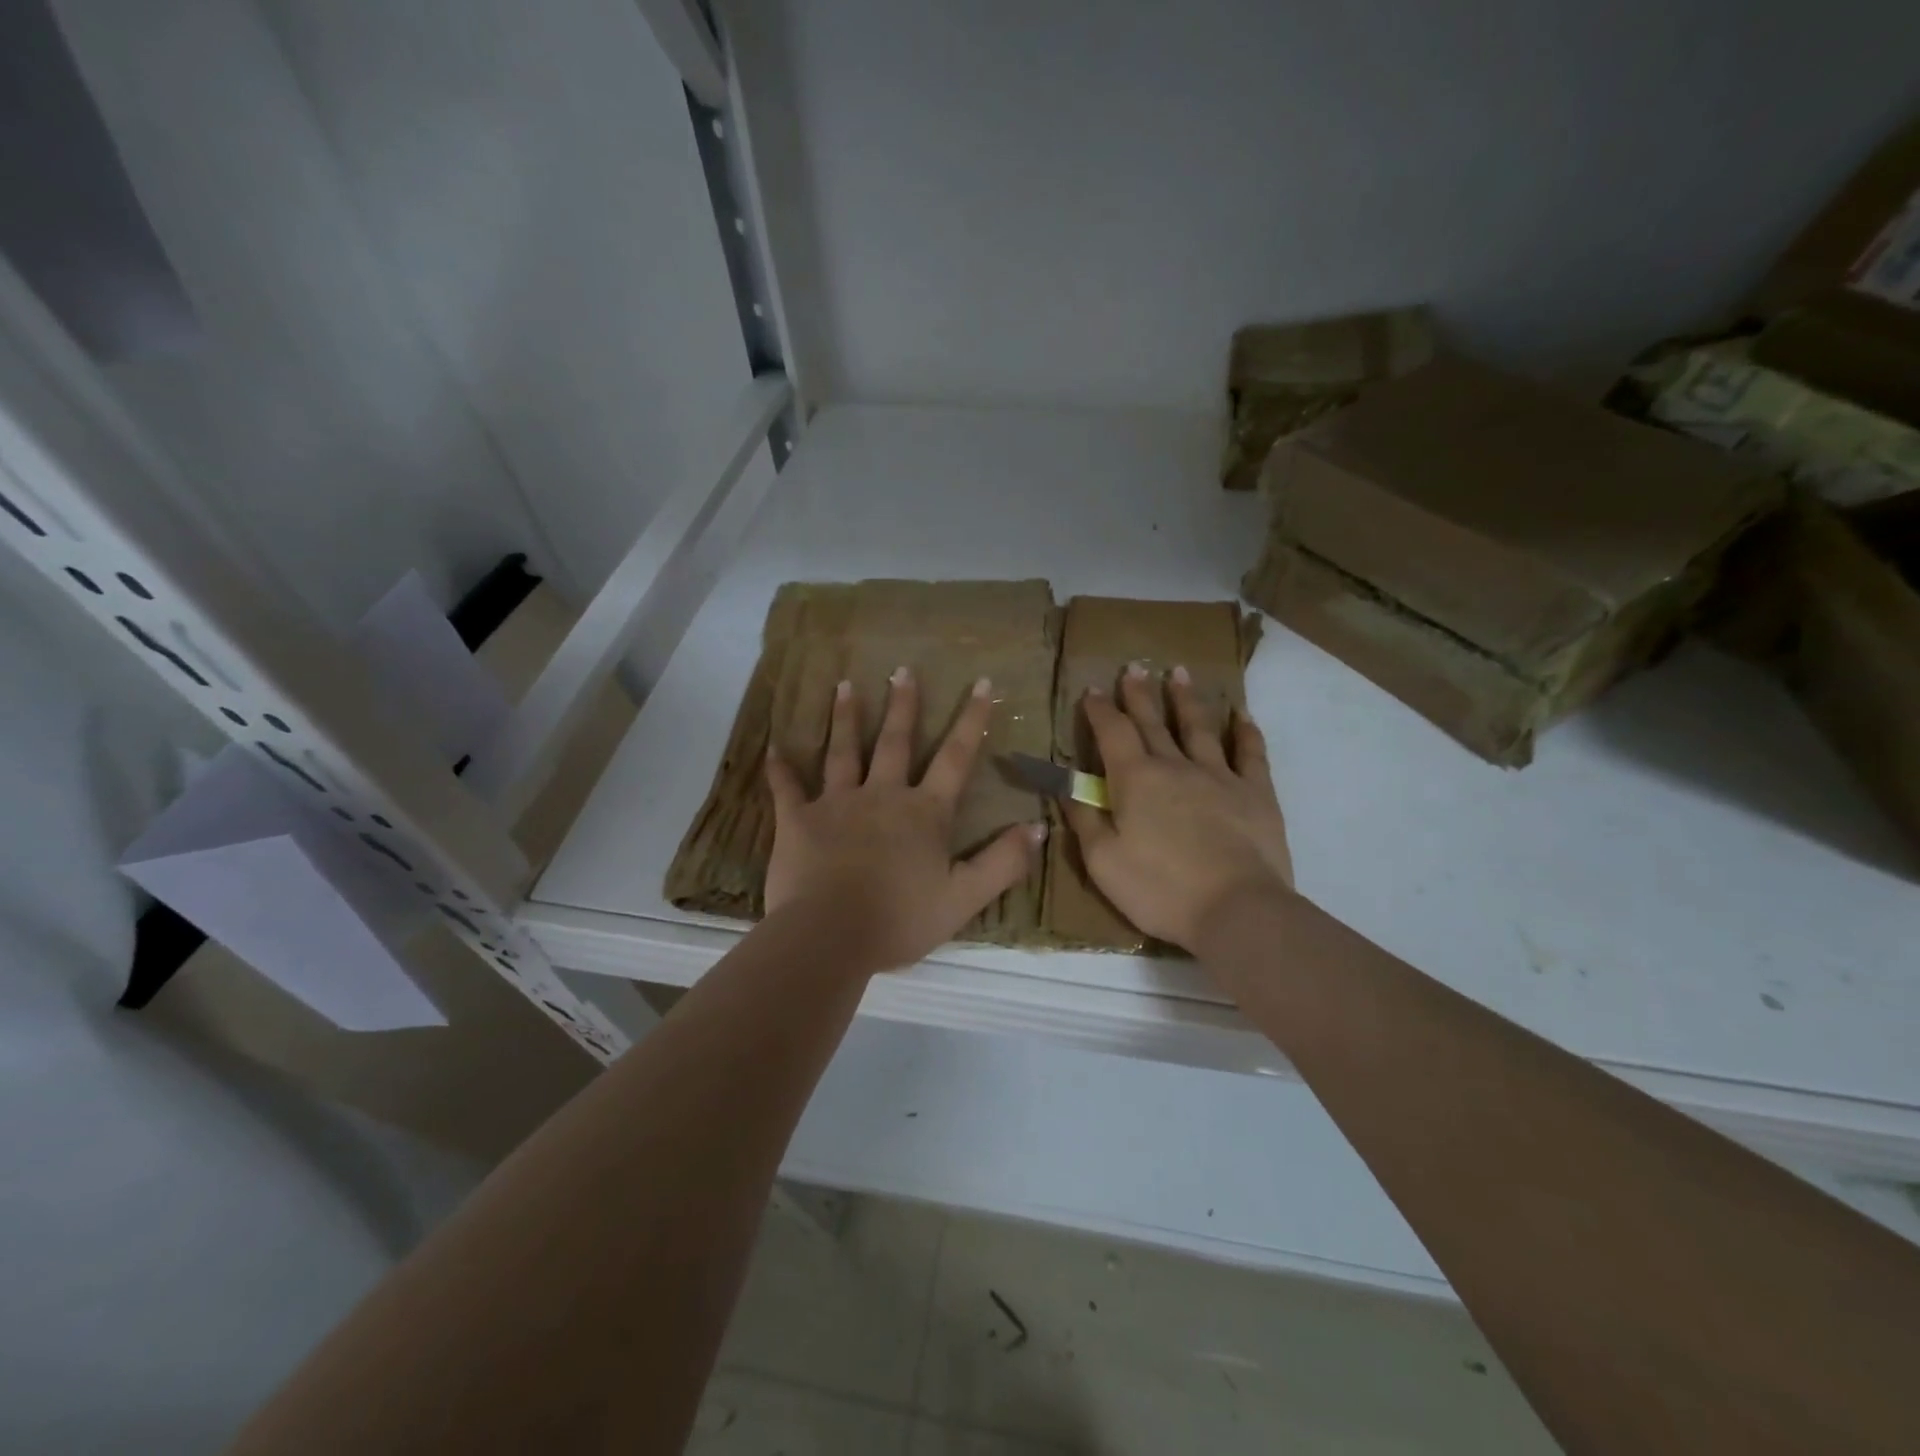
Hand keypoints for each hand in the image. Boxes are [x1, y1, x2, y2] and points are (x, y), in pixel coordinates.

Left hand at [764, 668, 1047, 972]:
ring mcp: (837, 804)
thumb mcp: (964, 897)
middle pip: (894, 742)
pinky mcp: (798, 820)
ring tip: (845, 685)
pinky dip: (780, 769)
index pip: (955, 758)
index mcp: (924, 812)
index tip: (982, 683)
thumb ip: (1003, 862)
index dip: (972, 720)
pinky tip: (773, 747)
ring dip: (845, 718)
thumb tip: (1039, 826)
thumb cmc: (900, 919)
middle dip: (902, 705)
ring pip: (843, 752)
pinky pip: (787, 789)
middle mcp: (882, 795)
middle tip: (902, 669)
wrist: (830, 936)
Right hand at [1065, 664, 1292, 952]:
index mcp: (1135, 780)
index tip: (1092, 689)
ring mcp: (1219, 776)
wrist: (1236, 909)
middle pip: (1153, 722)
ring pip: (1199, 728)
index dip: (1100, 710)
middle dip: (1139, 694)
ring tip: (1179, 673)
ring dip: (1186, 699)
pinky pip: (1250, 753)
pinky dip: (1245, 731)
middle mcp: (1175, 766)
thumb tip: (1065, 784)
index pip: (1112, 732)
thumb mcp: (1102, 860)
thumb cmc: (1159, 888)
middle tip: (1133, 667)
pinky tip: (1241, 715)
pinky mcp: (1256, 793)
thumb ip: (1082, 817)